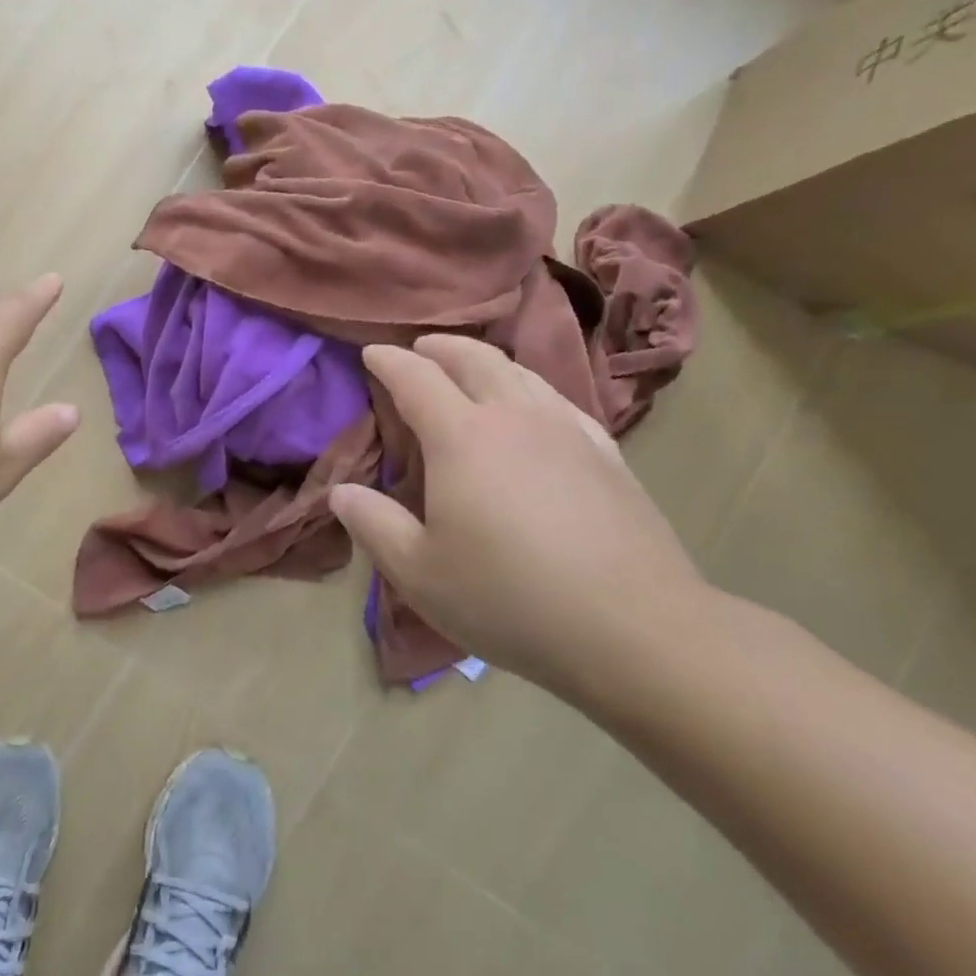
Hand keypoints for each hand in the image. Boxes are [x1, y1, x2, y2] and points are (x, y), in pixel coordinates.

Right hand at [329, 335, 708, 694]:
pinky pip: (559, 400)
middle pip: (474, 359)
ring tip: (469, 368)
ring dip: (486, 361)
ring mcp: (567, 431)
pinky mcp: (607, 454)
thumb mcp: (418, 572)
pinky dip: (530, 388)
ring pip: (521, 374)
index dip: (388, 361)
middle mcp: (514, 418)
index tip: (370, 353)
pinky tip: (533, 408)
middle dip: (440, 347)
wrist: (634, 628)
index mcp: (461, 438)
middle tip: (419, 348)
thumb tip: (341, 491)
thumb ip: (373, 524)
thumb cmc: (508, 598)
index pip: (416, 378)